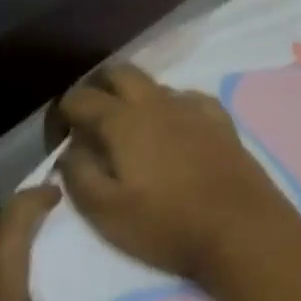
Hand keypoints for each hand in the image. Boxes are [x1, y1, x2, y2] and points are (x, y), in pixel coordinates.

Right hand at [55, 64, 300, 283]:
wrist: (241, 227)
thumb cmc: (167, 224)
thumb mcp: (106, 213)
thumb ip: (79, 174)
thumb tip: (70, 149)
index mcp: (124, 120)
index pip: (81, 97)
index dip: (63, 113)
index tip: (60, 137)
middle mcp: (157, 102)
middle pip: (120, 72)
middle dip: (99, 88)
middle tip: (91, 120)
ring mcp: (193, 107)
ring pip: (155, 84)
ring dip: (135, 97)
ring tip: (131, 130)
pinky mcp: (221, 119)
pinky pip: (189, 98)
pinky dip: (172, 107)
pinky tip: (175, 129)